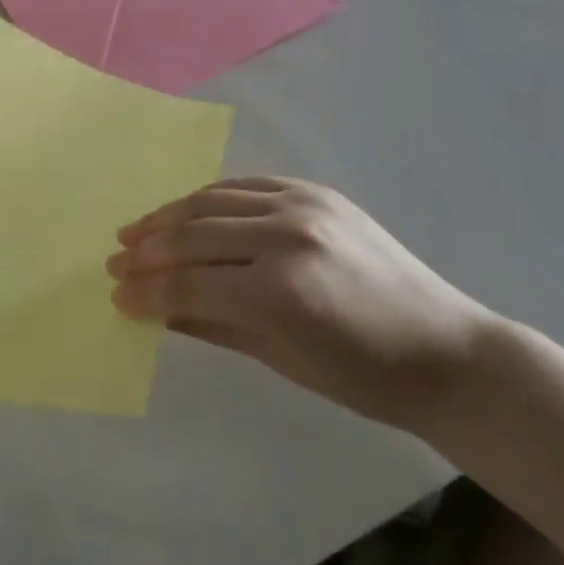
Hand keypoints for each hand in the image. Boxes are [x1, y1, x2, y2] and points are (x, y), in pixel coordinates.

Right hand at [108, 177, 496, 431]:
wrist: (448, 350)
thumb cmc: (366, 378)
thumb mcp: (282, 361)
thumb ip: (211, 325)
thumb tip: (155, 309)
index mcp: (282, 294)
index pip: (191, 285)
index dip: (148, 291)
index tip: (117, 295)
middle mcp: (285, 237)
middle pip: (193, 236)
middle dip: (147, 250)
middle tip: (115, 260)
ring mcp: (300, 206)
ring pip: (210, 201)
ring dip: (167, 216)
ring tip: (136, 230)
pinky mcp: (313, 191)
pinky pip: (243, 185)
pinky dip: (207, 197)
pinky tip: (184, 210)